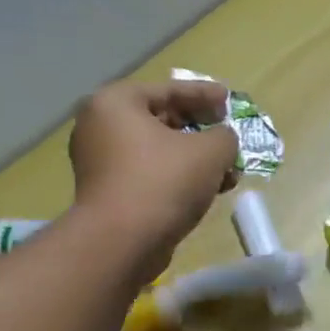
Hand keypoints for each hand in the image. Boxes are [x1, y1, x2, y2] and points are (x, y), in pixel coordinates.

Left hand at [70, 76, 238, 260]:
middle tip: (227, 135)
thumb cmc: (164, 181)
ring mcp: (101, 162)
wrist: (123, 241)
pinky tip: (208, 190)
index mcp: (116, 103)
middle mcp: (101, 126)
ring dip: (195, 158)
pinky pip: (151, 174)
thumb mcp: (210, 151)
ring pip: (159, 151)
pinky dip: (179, 177)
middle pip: (162, 120)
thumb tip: (223, 140)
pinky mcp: (110, 192)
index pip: (169, 90)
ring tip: (227, 170)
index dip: (204, 94)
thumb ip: (225, 136)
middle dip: (201, 130)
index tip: (229, 100)